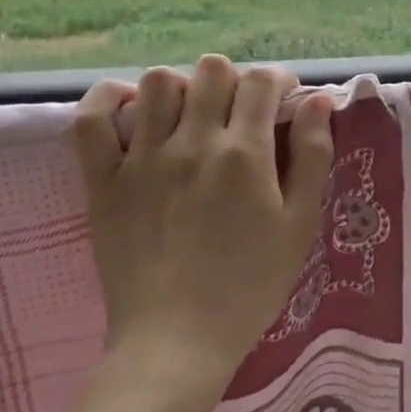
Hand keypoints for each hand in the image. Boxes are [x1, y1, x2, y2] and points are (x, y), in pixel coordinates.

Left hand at [73, 56, 333, 399]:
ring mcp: (140, 159)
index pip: (262, 82)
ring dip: (182, 87)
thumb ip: (313, 156)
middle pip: (212, 70)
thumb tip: (320, 102)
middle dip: (235, 81)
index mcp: (244, 154)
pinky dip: (108, 101)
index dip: (280, 82)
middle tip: (241, 113)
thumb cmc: (250, 286)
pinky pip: (90, 119)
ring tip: (190, 115)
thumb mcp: (300, 224)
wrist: (176, 341)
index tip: (284, 102)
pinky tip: (130, 109)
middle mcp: (192, 143)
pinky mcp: (102, 181)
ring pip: (156, 82)